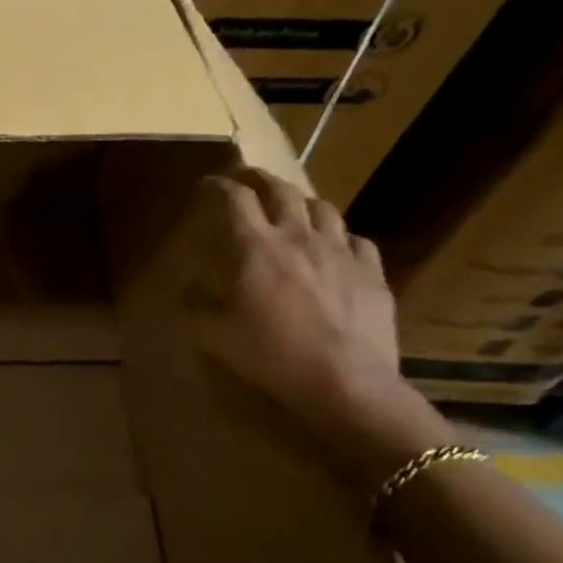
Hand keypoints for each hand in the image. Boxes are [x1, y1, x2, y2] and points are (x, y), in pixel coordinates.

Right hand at [180, 168, 418, 437]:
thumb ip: (197, 304)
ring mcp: (341, 252)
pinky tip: (336, 247)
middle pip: (282, 191)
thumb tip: (190, 289)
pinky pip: (358, 240)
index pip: (235, 199)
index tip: (208, 183)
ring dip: (302, 202)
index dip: (219, 185)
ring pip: (323, 208)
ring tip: (294, 208)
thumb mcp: (213, 334)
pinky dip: (341, 236)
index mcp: (256, 247)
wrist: (345, 383)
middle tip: (249, 179)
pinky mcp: (372, 273)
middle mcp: (298, 238)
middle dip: (261, 179)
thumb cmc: (271, 355)